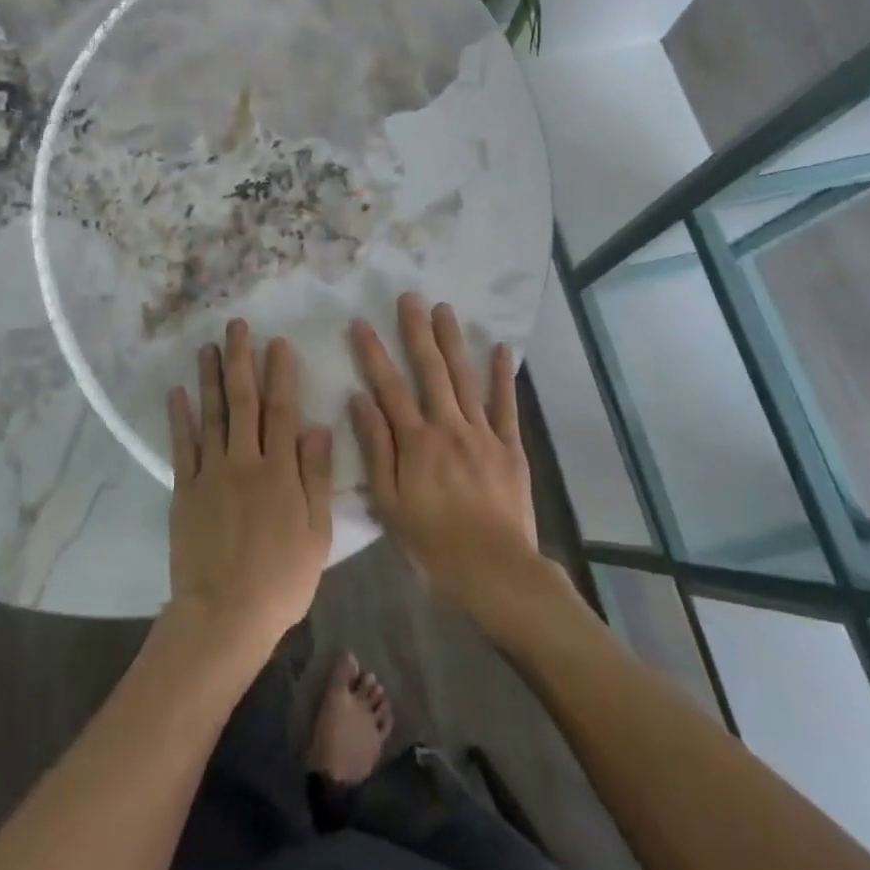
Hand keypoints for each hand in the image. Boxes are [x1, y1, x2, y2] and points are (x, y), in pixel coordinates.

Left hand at [164, 320, 333, 667]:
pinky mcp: (185, 489)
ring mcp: (211, 473)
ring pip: (211, 414)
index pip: (282, 410)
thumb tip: (317, 426)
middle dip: (241, 361)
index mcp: (280, 471)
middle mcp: (245, 461)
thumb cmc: (281, 579)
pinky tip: (178, 392)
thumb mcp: (317, 533)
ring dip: (210, 377)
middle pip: (243, 401)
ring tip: (208, 347)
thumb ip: (315, 476)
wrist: (225, 614)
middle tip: (237, 327)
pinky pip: (182, 445)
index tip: (278, 343)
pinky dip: (180, 417)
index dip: (280, 374)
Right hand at [349, 294, 544, 620]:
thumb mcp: (389, 503)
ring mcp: (482, 434)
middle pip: (430, 370)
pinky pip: (506, 405)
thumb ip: (376, 448)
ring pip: (465, 378)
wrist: (495, 572)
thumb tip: (359, 400)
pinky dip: (503, 375)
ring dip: (453, 341)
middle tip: (410, 297)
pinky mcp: (509, 447)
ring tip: (445, 308)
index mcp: (415, 442)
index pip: (388, 387)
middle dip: (417, 331)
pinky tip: (502, 347)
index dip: (373, 353)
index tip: (361, 322)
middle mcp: (448, 427)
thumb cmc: (432, 543)